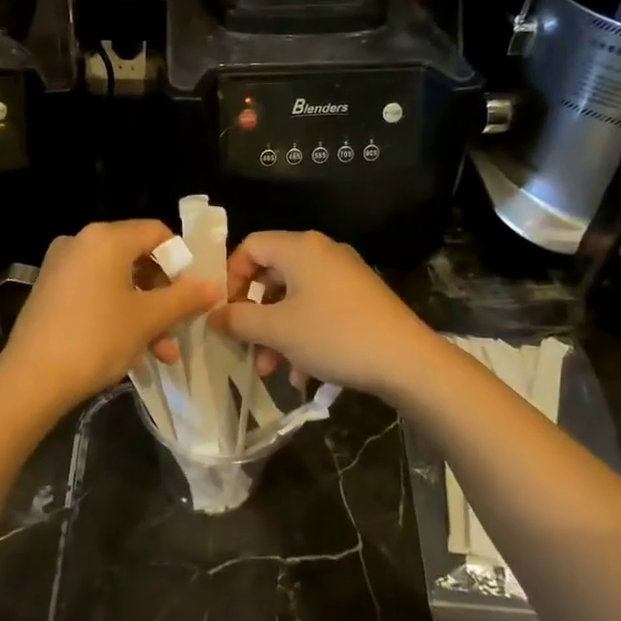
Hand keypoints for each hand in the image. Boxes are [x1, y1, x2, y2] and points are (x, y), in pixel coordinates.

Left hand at [0, 220, 221, 406]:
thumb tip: (215, 285)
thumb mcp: (148, 319)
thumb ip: (185, 298)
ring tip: (162, 352)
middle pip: (137, 257)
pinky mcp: (50, 291)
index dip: (182, 260)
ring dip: (145, 313)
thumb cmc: (96, 339)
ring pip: (118, 281)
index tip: (193, 293)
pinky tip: (134, 351)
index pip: (157, 233)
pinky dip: (117, 314)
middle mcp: (81, 242)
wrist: (31, 379)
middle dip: (163, 295)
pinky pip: (95, 292)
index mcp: (105, 238)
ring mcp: (61, 266)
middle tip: (180, 327)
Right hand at [208, 230, 438, 402]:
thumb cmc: (335, 335)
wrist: (408, 361)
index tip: (223, 311)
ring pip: (294, 299)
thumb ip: (238, 319)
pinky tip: (304, 374)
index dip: (230, 277)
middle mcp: (322, 253)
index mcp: (300, 248)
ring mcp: (344, 276)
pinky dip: (304, 337)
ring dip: (276, 334)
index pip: (250, 246)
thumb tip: (213, 315)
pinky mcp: (360, 300)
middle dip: (253, 315)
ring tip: (271, 370)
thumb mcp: (278, 330)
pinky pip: (318, 311)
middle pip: (271, 276)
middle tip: (244, 345)